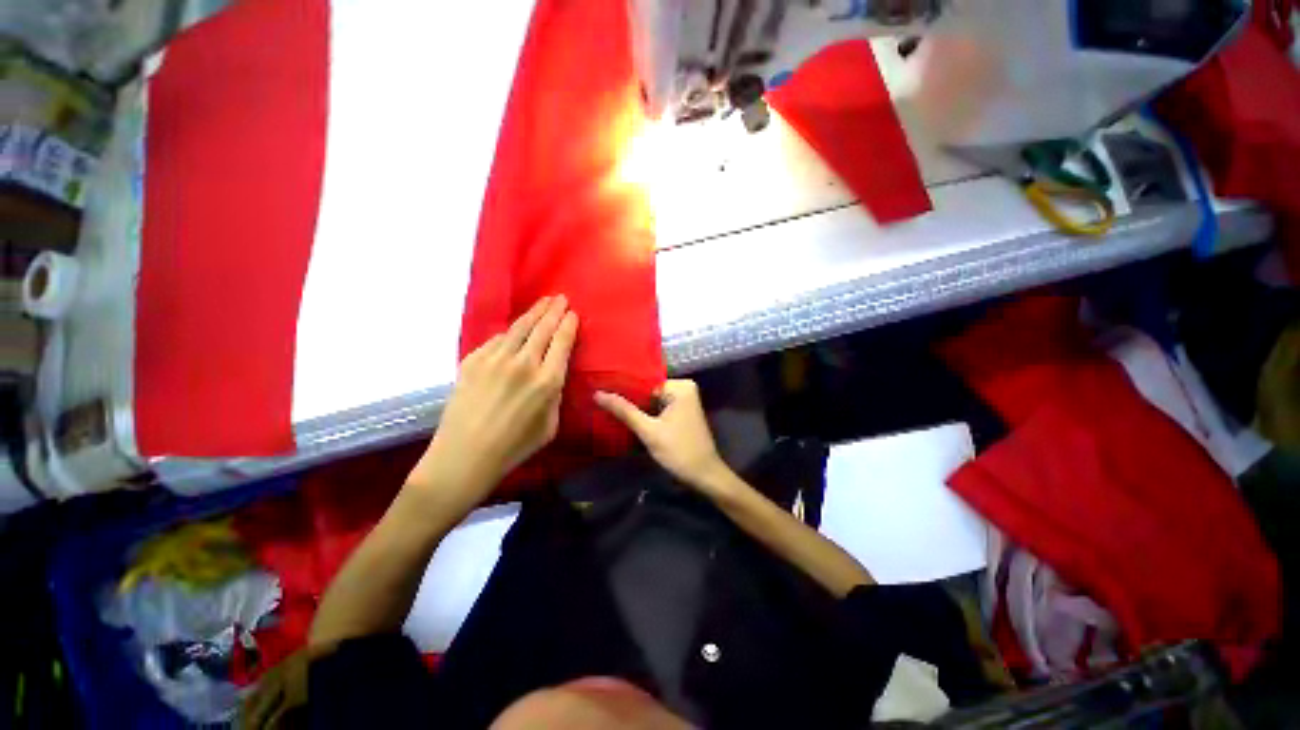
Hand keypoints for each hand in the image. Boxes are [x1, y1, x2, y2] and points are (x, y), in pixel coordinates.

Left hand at [407, 296, 577, 512]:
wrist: (463, 456)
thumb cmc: (514, 448)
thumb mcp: (550, 426)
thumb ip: (555, 396)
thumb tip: (553, 376)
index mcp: (547, 381)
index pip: (562, 342)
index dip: (569, 325)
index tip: (572, 314)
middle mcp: (523, 364)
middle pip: (542, 328)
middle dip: (554, 310)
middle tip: (560, 298)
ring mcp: (495, 359)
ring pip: (519, 327)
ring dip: (534, 312)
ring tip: (543, 302)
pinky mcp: (472, 361)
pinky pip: (495, 339)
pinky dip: (508, 333)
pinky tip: (513, 331)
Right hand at [595, 379, 732, 496]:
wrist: (704, 475)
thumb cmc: (679, 451)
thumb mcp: (649, 431)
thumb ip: (624, 411)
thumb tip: (597, 394)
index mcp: (680, 386)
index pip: (644, 382)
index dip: (624, 390)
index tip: (601, 393)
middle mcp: (684, 387)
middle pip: (648, 391)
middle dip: (629, 399)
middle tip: (602, 403)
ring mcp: (684, 400)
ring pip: (652, 400)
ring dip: (636, 408)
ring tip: (610, 410)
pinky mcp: (682, 412)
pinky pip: (659, 408)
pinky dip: (646, 414)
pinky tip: (628, 418)